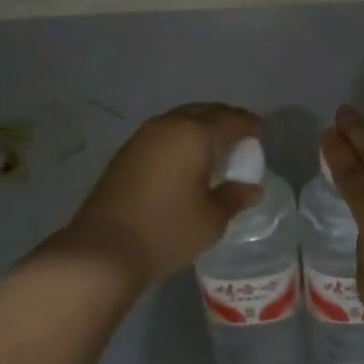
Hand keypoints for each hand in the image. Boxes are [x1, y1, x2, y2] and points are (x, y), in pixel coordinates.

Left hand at [68, 103, 262, 288]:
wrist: (102, 250)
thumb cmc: (167, 231)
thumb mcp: (212, 219)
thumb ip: (235, 197)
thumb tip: (252, 189)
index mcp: (195, 134)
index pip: (232, 120)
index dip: (250, 126)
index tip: (261, 136)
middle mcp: (170, 125)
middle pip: (206, 112)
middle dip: (226, 121)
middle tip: (241, 140)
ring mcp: (144, 136)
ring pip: (182, 120)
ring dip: (201, 128)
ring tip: (214, 150)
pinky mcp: (127, 151)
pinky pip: (165, 133)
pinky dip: (181, 139)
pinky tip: (186, 161)